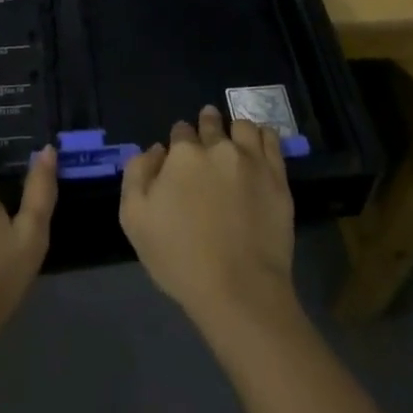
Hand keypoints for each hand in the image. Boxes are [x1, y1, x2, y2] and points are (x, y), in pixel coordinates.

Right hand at [120, 105, 297, 336]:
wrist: (238, 290)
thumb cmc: (179, 258)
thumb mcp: (134, 218)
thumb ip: (137, 173)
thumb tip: (157, 150)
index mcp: (183, 154)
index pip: (180, 131)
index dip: (178, 141)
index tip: (179, 155)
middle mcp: (218, 147)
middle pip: (211, 123)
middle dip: (206, 125)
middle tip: (206, 138)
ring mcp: (252, 160)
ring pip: (242, 126)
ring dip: (234, 130)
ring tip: (233, 142)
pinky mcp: (278, 177)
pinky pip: (271, 139)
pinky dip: (261, 136)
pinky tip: (257, 145)